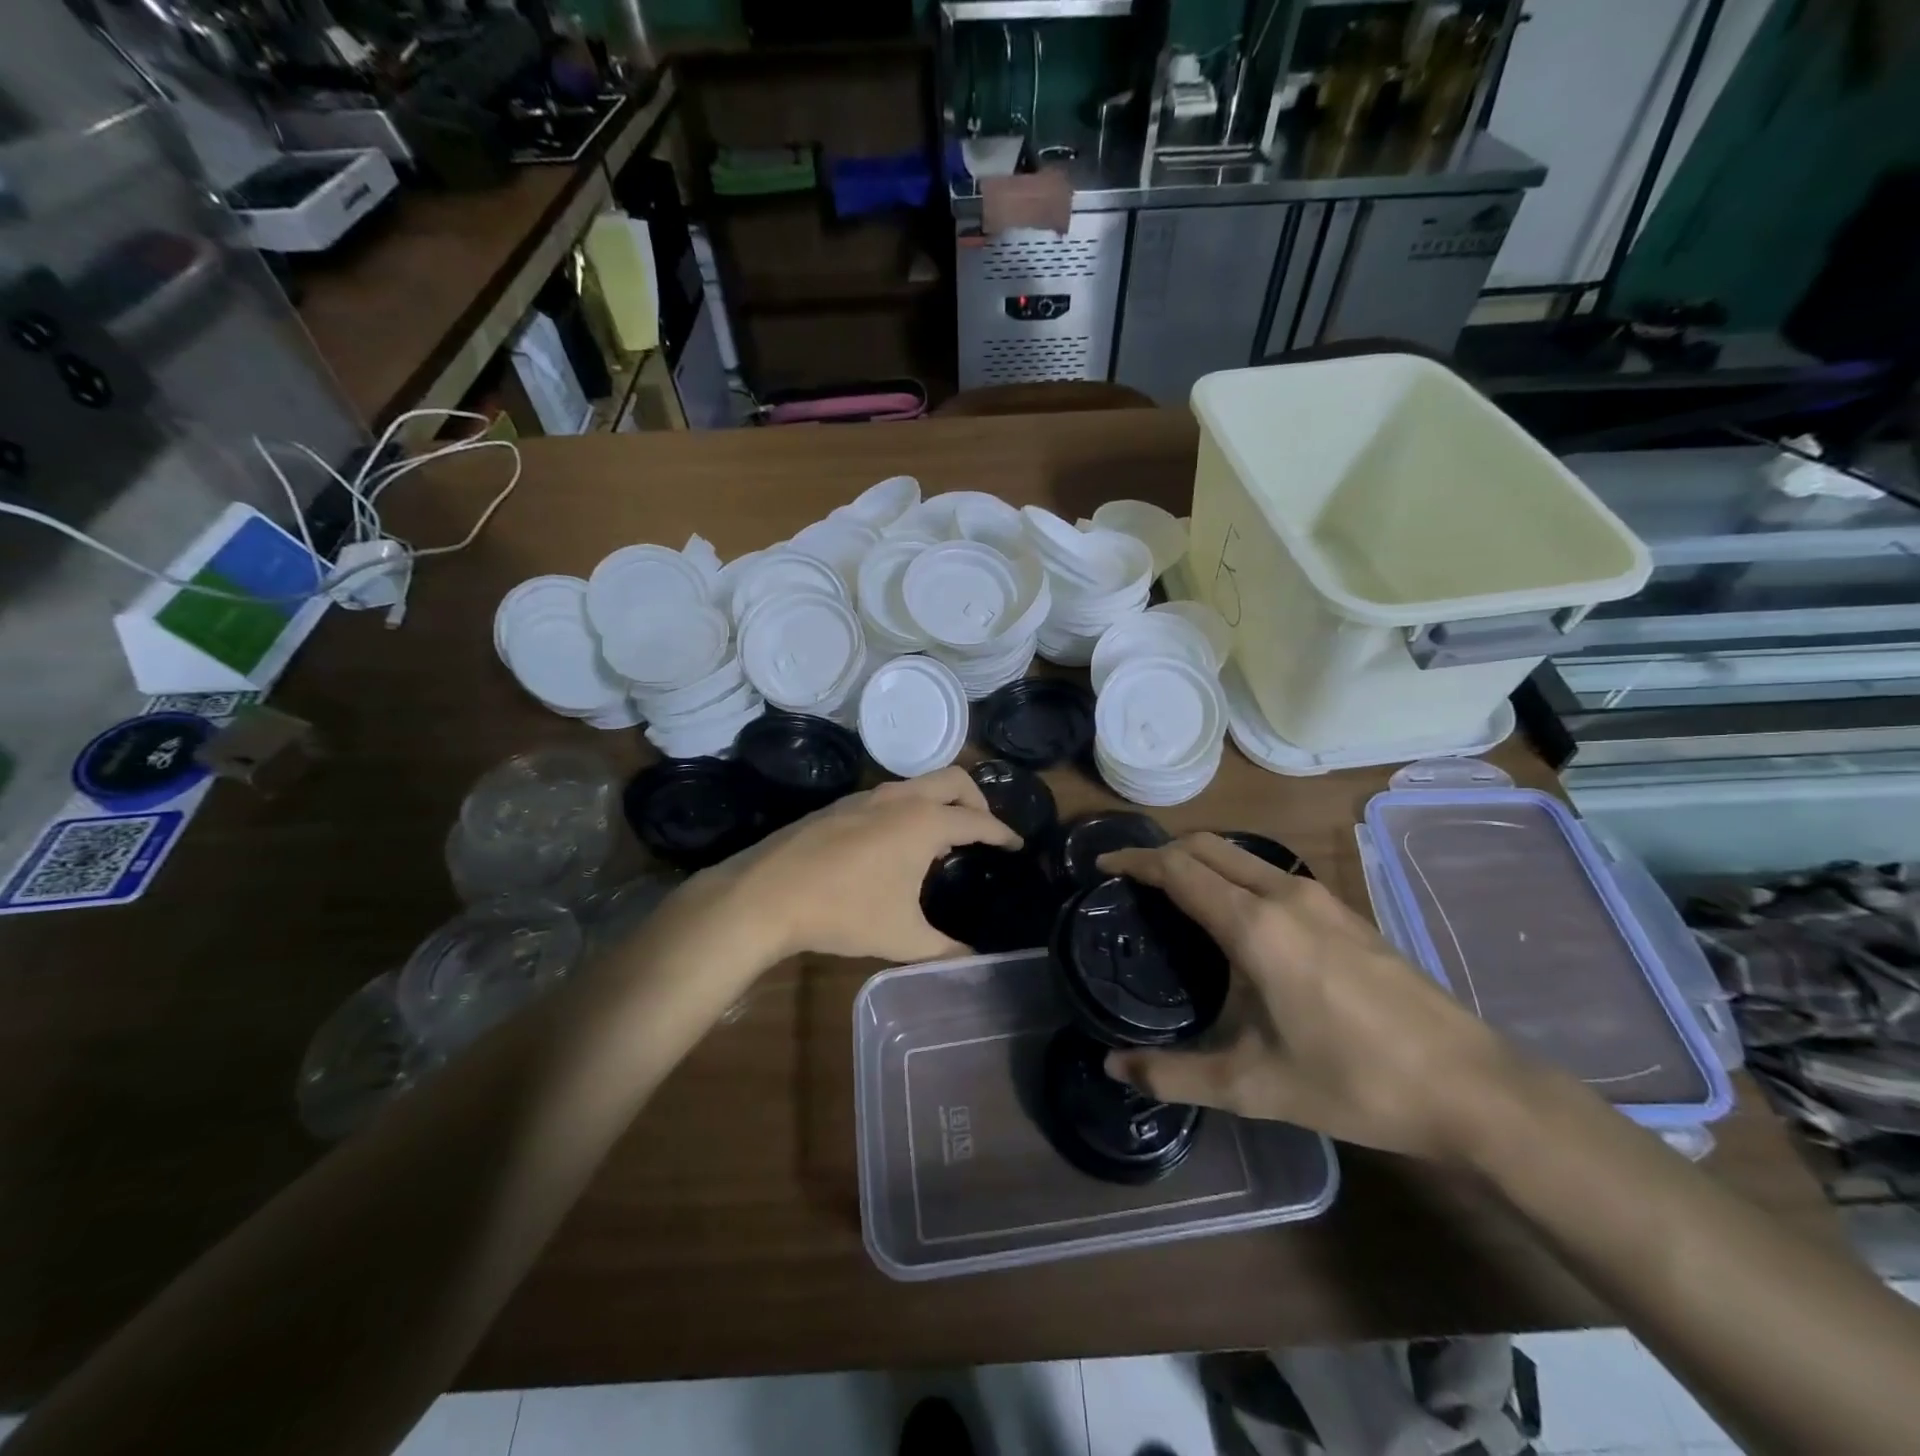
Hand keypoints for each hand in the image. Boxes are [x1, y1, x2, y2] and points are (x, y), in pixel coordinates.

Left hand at [703, 766, 1020, 962]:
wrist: (767, 894)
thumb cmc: (844, 912)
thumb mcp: (902, 938)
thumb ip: (946, 950)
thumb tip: (974, 962)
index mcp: (924, 823)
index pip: (978, 822)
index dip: (1003, 833)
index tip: (1018, 843)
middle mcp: (900, 799)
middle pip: (954, 780)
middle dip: (977, 800)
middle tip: (984, 830)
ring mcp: (866, 797)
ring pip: (918, 784)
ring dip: (939, 802)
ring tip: (943, 839)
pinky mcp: (839, 806)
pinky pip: (890, 796)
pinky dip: (909, 809)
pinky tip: (896, 844)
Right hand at [1097, 833, 1524, 1162]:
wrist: (1470, 1088)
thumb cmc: (1353, 1082)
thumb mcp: (1252, 1087)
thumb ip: (1173, 1074)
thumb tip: (1113, 1068)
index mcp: (1254, 926)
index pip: (1178, 868)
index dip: (1134, 859)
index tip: (1103, 864)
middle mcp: (1284, 895)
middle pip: (1207, 845)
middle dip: (1162, 850)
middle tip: (1131, 879)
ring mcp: (1320, 899)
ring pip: (1241, 855)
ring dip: (1200, 859)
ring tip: (1174, 894)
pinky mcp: (1345, 913)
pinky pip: (1270, 872)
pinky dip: (1233, 875)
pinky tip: (1235, 918)